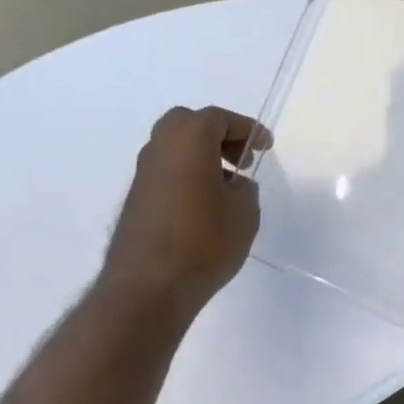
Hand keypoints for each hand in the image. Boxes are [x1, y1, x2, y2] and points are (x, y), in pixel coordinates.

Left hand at [101, 106, 267, 316]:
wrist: (150, 284)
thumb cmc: (205, 242)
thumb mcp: (244, 214)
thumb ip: (245, 190)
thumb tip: (234, 184)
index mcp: (189, 141)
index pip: (218, 119)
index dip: (246, 128)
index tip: (265, 146)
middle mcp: (160, 148)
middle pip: (189, 124)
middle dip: (219, 135)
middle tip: (242, 159)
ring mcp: (144, 173)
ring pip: (175, 147)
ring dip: (202, 156)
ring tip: (228, 185)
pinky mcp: (138, 198)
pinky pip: (167, 171)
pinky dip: (188, 174)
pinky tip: (206, 204)